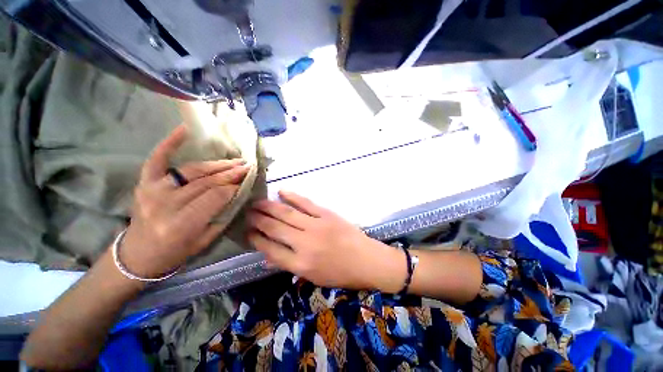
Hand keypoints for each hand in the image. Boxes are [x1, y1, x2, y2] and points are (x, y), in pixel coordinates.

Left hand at [119, 126, 249, 277]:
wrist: (137, 256)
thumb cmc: (175, 252)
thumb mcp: (205, 239)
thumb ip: (222, 214)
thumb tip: (238, 192)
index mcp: (181, 224)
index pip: (216, 196)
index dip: (234, 187)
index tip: (247, 180)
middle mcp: (166, 204)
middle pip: (206, 182)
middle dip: (230, 173)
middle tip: (247, 166)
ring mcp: (152, 191)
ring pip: (192, 170)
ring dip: (216, 164)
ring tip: (234, 160)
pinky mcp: (144, 184)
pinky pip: (157, 159)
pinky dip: (170, 143)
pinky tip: (185, 130)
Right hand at [247, 191, 404, 290]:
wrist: (366, 260)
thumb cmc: (340, 273)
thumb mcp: (313, 277)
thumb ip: (290, 265)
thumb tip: (269, 256)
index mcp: (300, 264)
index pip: (270, 249)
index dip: (256, 239)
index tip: (247, 231)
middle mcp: (304, 244)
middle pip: (275, 229)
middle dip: (258, 220)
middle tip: (247, 213)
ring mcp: (316, 226)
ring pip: (287, 214)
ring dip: (269, 207)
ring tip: (256, 202)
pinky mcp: (326, 214)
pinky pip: (306, 203)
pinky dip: (292, 197)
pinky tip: (281, 192)